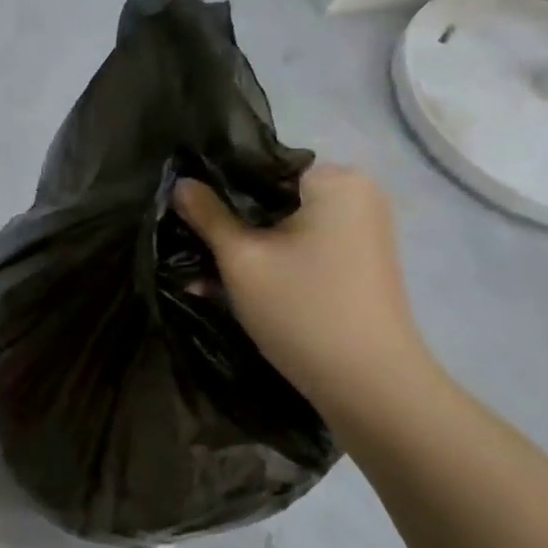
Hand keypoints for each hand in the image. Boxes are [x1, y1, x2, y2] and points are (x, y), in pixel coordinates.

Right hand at [173, 164, 430, 410]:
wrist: (367, 383)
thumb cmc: (302, 309)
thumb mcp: (241, 260)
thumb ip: (207, 215)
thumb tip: (180, 183)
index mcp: (333, 179)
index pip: (258, 165)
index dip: (213, 184)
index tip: (180, 208)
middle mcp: (354, 193)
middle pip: (270, 196)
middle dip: (225, 222)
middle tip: (184, 242)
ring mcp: (358, 228)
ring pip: (281, 225)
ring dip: (241, 247)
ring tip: (197, 272)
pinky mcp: (355, 259)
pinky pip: (299, 247)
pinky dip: (267, 261)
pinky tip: (225, 285)